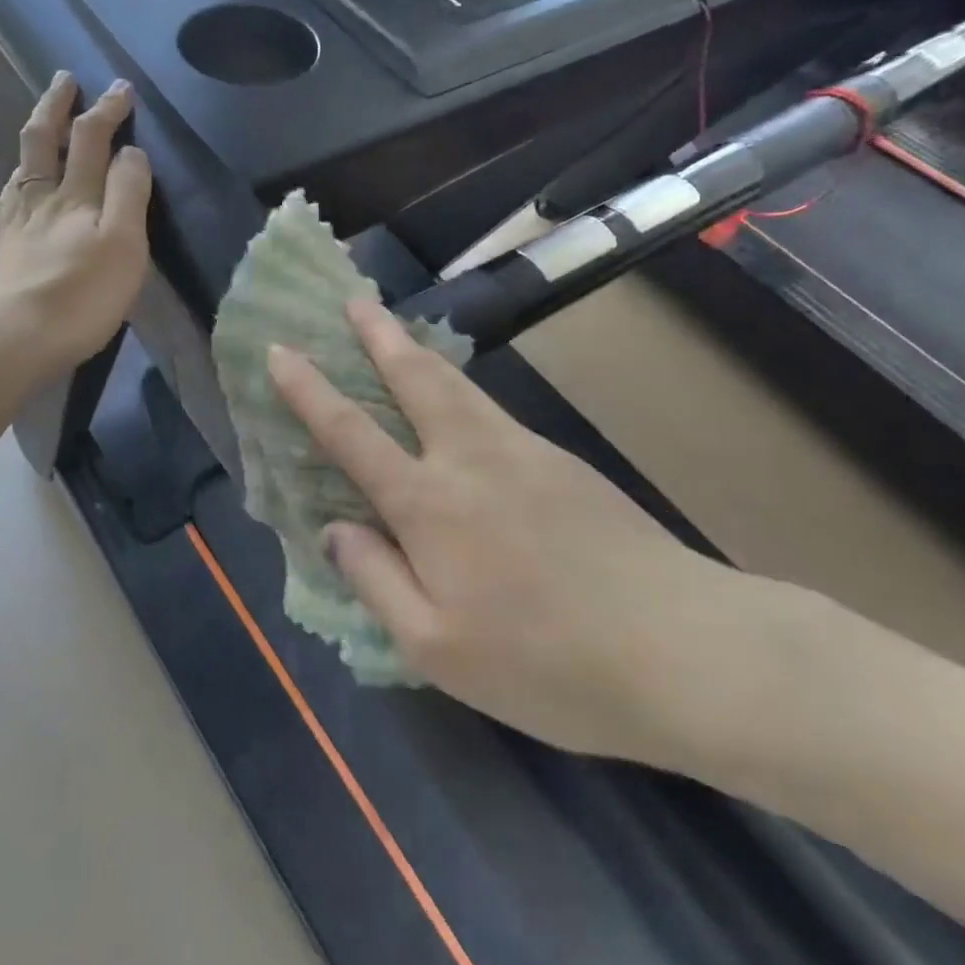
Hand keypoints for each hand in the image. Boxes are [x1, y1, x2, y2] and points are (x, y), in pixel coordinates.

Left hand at [0, 71, 152, 380]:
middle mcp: (40, 199)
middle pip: (44, 140)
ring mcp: (10, 224)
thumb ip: (129, 194)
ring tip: (39, 127)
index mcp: (76, 196)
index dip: (108, 110)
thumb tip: (130, 151)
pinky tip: (13, 192)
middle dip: (57, 104)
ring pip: (20, 168)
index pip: (92, 139)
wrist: (8, 339)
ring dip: (32, 139)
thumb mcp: (124, 244)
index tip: (121, 88)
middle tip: (64, 78)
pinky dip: (14, 183)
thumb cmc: (80, 296)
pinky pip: (5, 202)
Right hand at [268, 300, 761, 767]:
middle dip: (376, 335)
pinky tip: (460, 403)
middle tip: (353, 300)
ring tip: (396, 329)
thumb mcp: (437, 650)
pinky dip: (460, 389)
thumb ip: (376, 580)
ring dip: (417, 351)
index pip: (349, 434)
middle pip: (413, 379)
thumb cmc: (548, 664)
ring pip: (457, 385)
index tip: (280, 350)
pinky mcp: (563, 462)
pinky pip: (492, 411)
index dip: (307, 390)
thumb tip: (335, 528)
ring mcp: (522, 452)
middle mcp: (469, 459)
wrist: (684, 651)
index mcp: (428, 506)